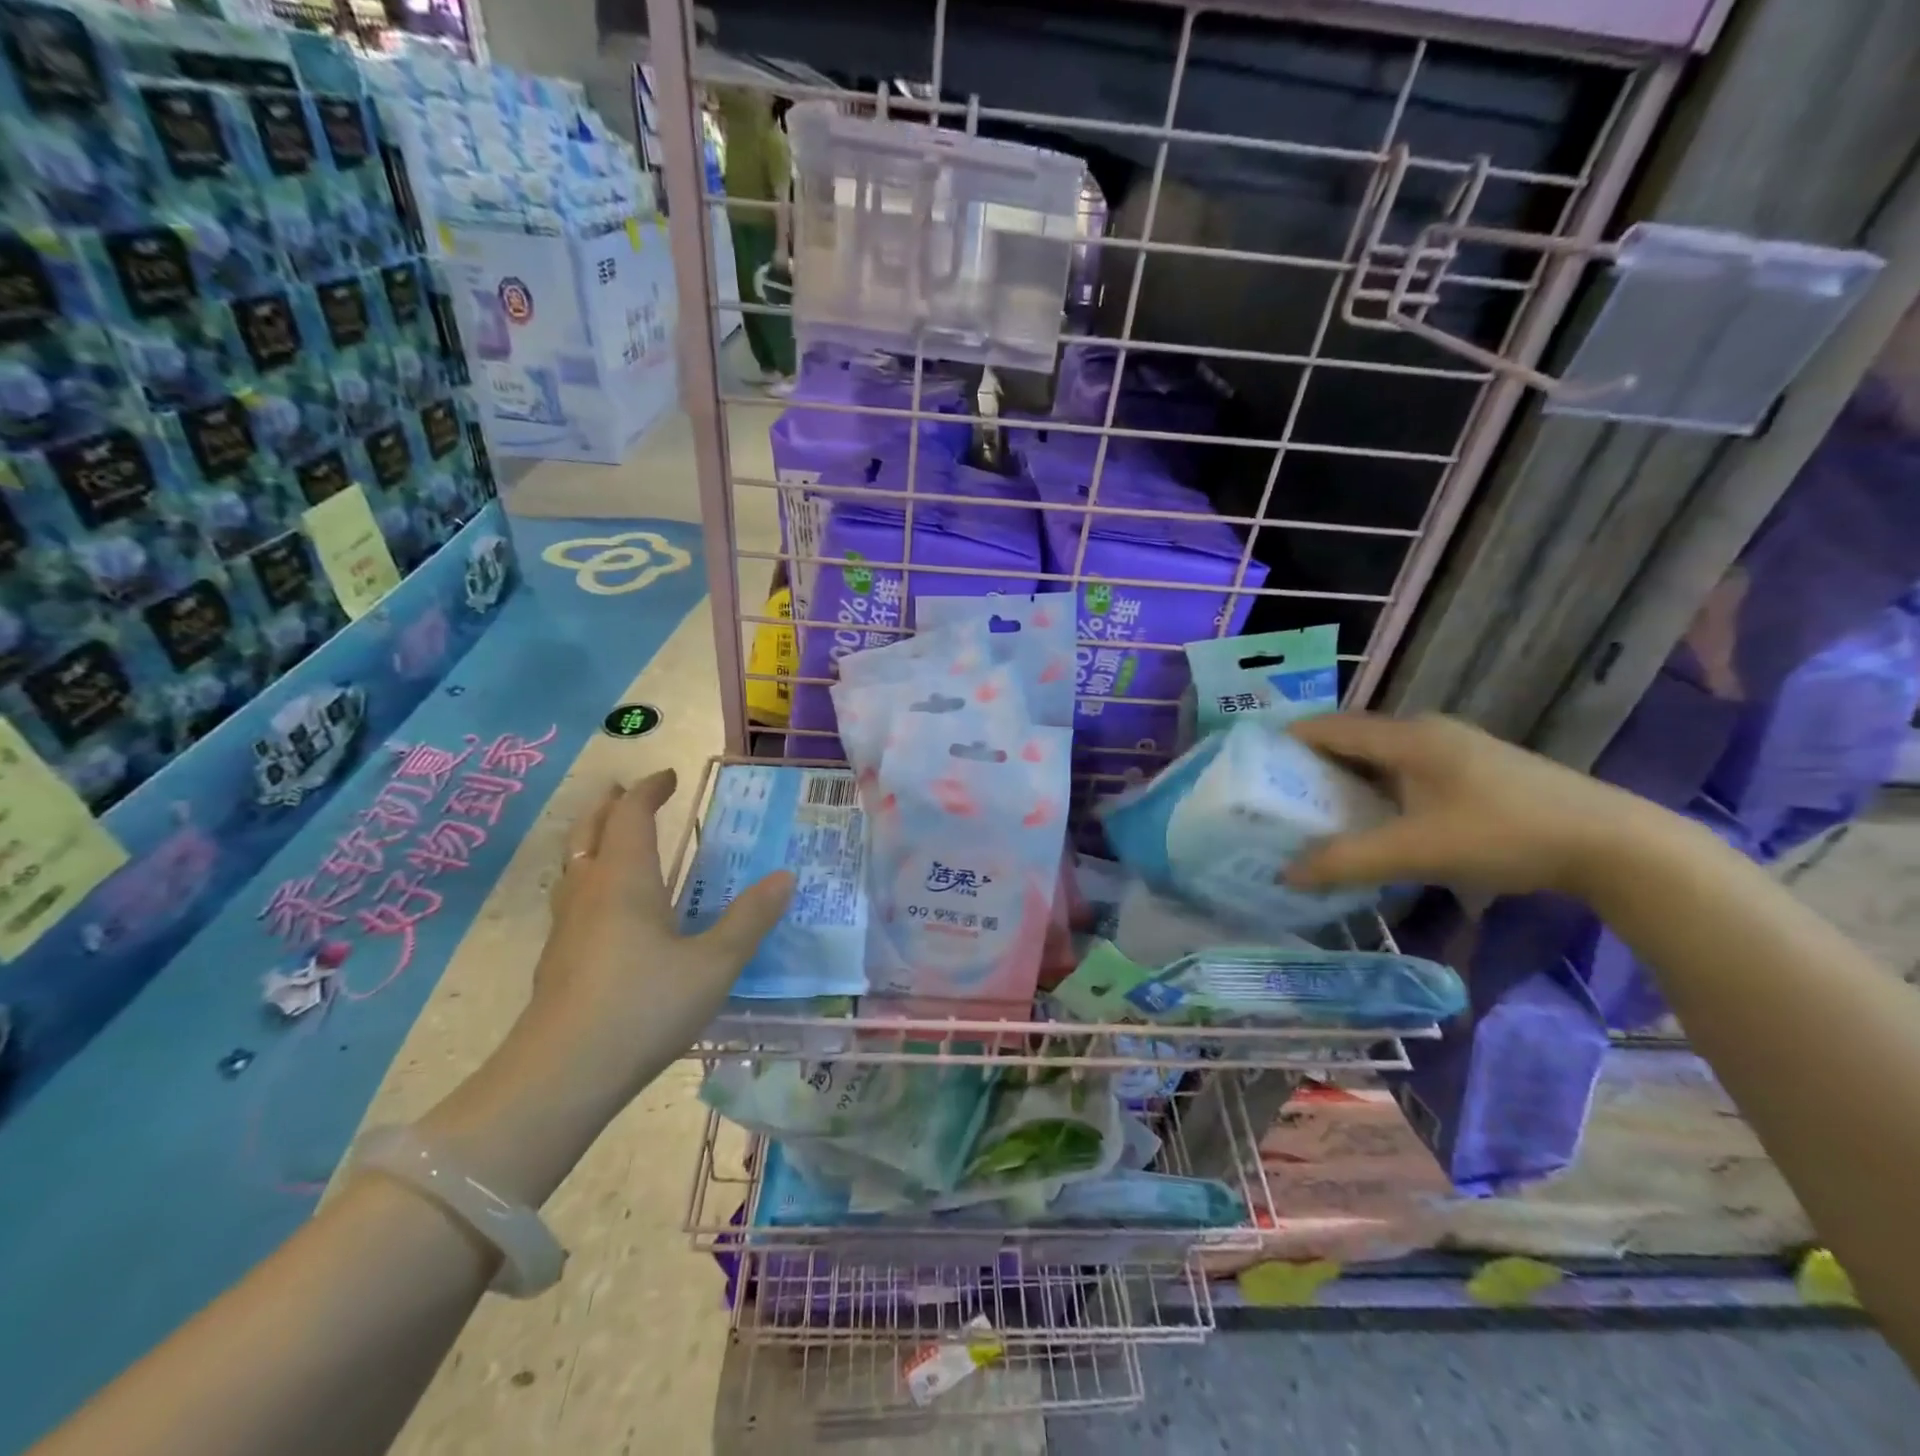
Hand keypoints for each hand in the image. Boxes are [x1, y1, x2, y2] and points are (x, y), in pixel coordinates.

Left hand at [527, 768, 793, 1103]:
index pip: (631, 815)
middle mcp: (590, 891)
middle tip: (626, 792)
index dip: (648, 790)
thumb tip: (785, 876)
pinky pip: (572, 898)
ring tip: (613, 839)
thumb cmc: (644, 1006)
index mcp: (626, 879)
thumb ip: (750, 919)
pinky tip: (607, 909)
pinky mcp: (557, 960)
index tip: (670, 777)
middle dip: (610, 806)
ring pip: (574, 865)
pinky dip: (590, 879)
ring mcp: (566, 927)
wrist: (562, 1076)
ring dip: (593, 840)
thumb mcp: (714, 963)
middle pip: (590, 831)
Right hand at [1284, 713, 1653, 899]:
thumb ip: (1346, 862)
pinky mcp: (1477, 772)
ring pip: (1381, 757)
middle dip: (1311, 764)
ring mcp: (1456, 750)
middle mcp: (1427, 732)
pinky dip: (1378, 789)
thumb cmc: (1503, 834)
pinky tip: (1377, 820)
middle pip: (1352, 739)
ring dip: (1347, 779)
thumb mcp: (1415, 851)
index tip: (1251, 765)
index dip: (1286, 740)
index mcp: (1407, 736)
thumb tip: (1286, 874)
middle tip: (1276, 795)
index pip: (1328, 726)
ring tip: (1316, 810)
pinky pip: (1407, 771)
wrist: (1614, 845)